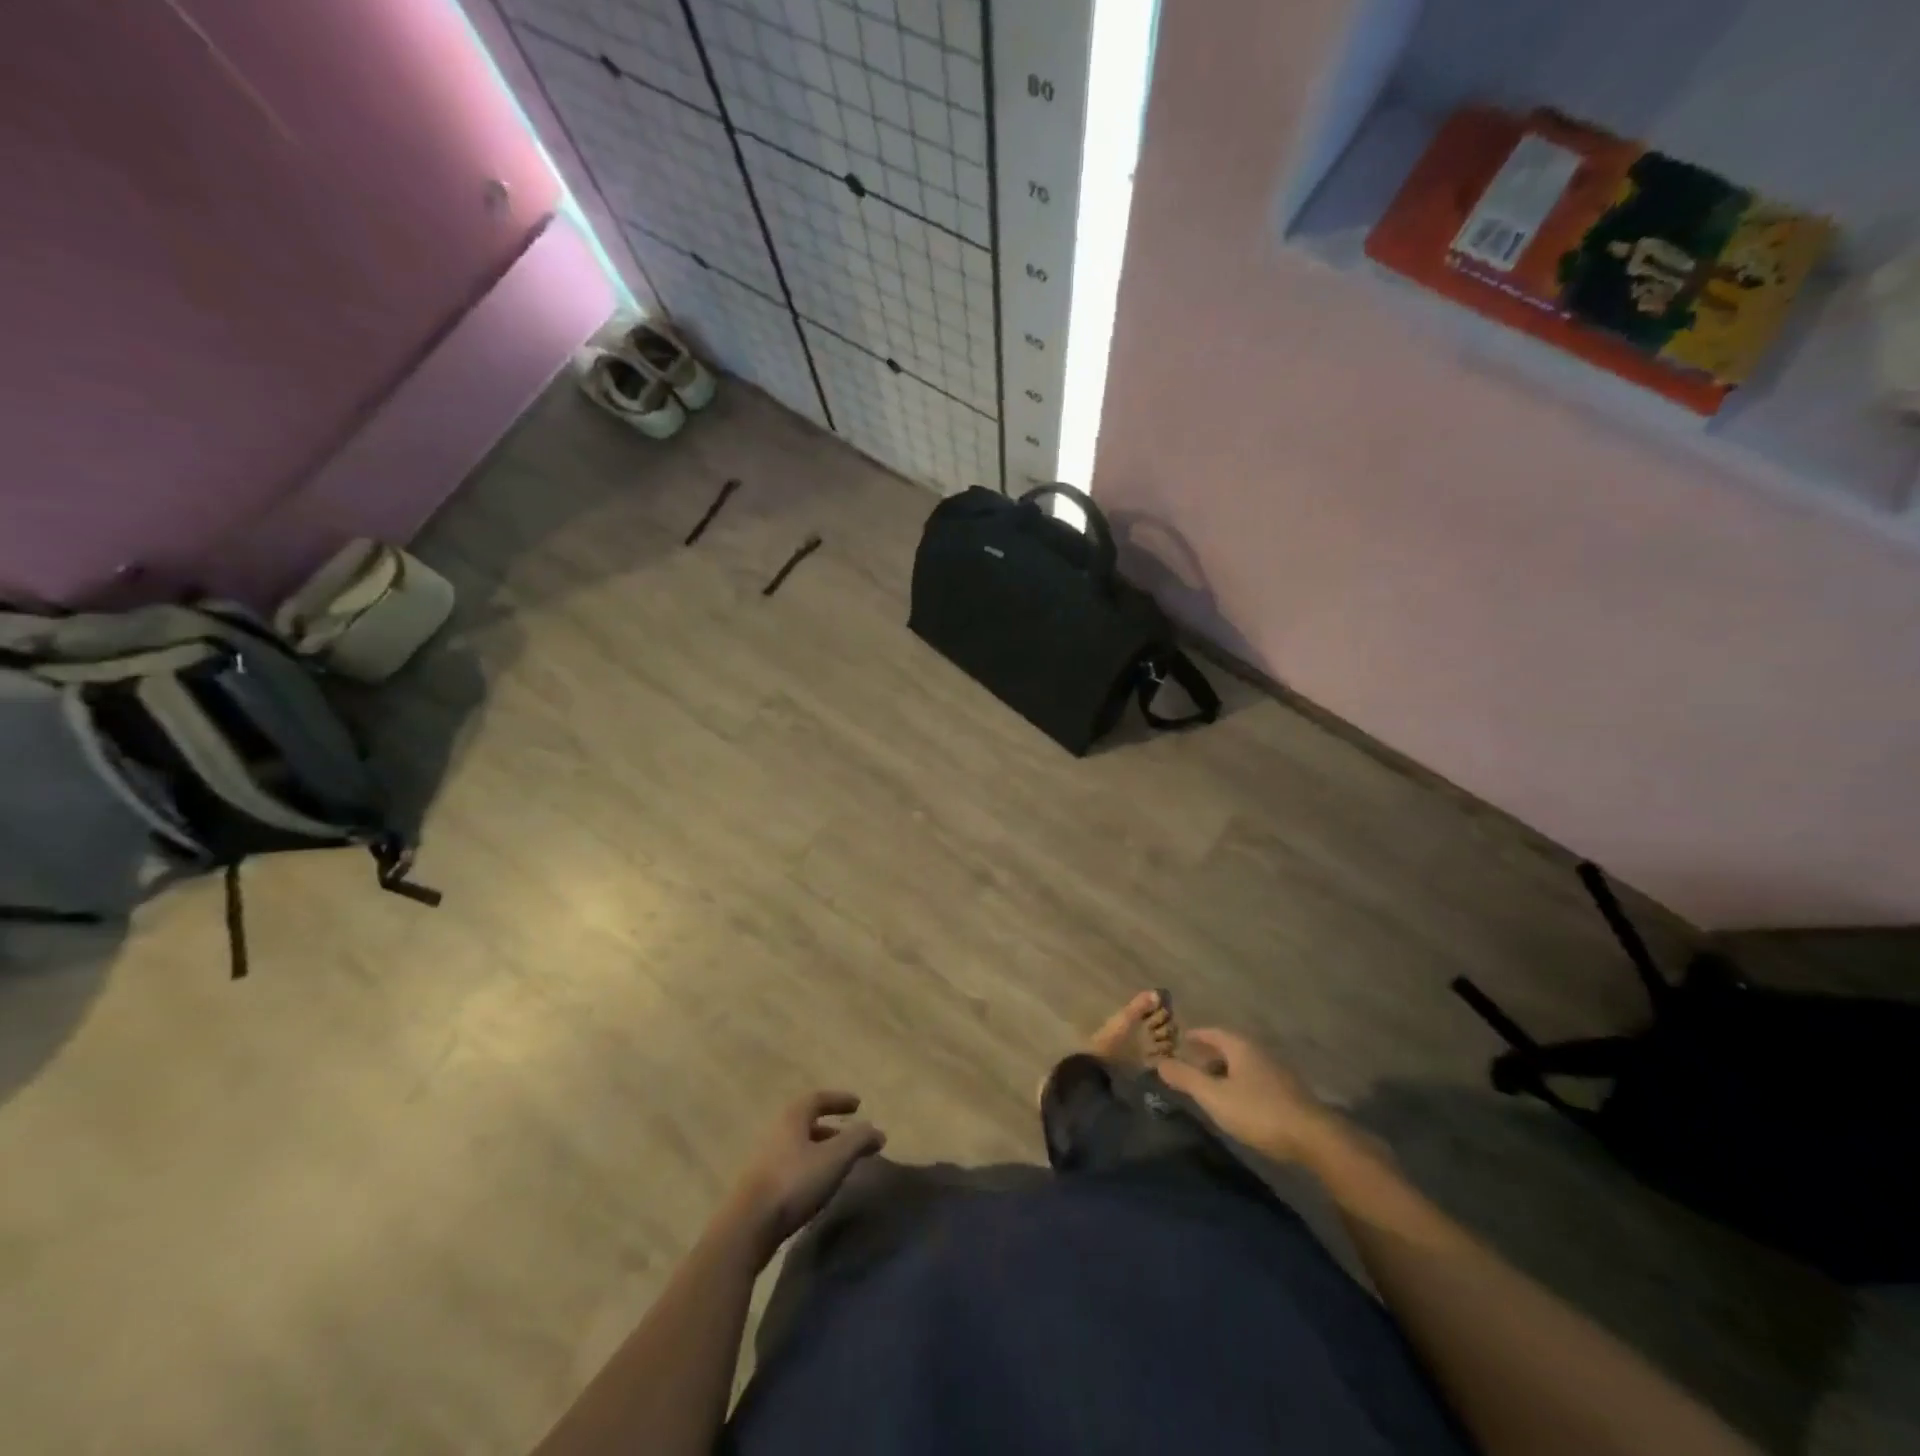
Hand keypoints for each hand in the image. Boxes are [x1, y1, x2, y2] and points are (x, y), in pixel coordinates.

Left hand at [727, 1091, 884, 1260]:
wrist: (747, 1227)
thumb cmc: (794, 1182)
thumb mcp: (835, 1158)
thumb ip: (858, 1140)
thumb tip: (877, 1131)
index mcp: (792, 1117)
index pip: (818, 1098)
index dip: (839, 1100)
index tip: (858, 1104)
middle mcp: (776, 1131)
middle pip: (806, 1122)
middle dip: (830, 1128)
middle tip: (850, 1137)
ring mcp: (764, 1159)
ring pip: (798, 1146)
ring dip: (819, 1150)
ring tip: (838, 1165)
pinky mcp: (759, 1185)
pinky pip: (790, 1166)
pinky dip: (808, 1167)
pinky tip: (817, 1186)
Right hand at [1155, 1029, 1342, 1164]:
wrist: (1313, 1137)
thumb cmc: (1258, 1111)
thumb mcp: (1214, 1096)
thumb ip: (1186, 1079)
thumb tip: (1159, 1062)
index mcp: (1240, 1046)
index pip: (1212, 1032)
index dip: (1195, 1036)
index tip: (1181, 1040)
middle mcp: (1259, 1051)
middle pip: (1229, 1046)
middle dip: (1209, 1053)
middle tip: (1191, 1064)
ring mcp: (1277, 1071)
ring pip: (1244, 1063)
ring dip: (1225, 1069)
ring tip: (1210, 1084)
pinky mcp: (1288, 1091)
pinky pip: (1256, 1078)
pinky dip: (1240, 1082)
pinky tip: (1237, 1100)